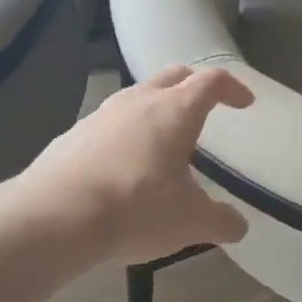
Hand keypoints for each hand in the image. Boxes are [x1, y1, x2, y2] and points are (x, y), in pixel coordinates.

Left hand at [18, 65, 254, 264]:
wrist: (56, 214)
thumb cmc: (137, 208)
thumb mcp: (191, 223)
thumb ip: (221, 221)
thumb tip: (237, 224)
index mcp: (175, 111)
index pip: (211, 82)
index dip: (232, 88)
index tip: (244, 103)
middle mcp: (137, 101)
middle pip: (172, 76)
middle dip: (192, 87)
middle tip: (204, 108)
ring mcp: (100, 115)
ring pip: (136, 97)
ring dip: (155, 109)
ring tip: (162, 140)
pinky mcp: (72, 136)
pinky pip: (108, 125)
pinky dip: (124, 135)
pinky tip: (122, 166)